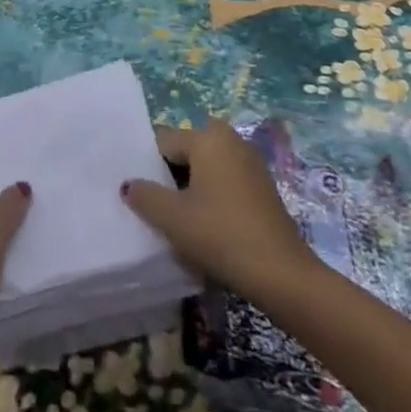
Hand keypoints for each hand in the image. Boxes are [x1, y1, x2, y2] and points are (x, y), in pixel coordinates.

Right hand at [121, 117, 318, 302]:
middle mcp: (230, 139)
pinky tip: (207, 224)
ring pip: (207, 165)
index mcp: (207, 137)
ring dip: (192, 186)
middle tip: (158, 205)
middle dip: (171, 173)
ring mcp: (250, 161)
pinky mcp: (262, 185)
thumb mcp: (173, 218)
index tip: (140, 193)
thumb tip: (129, 184)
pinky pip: (225, 179)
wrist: (281, 274)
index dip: (147, 165)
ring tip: (180, 218)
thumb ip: (145, 196)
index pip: (164, 141)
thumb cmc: (221, 235)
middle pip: (187, 150)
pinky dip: (212, 194)